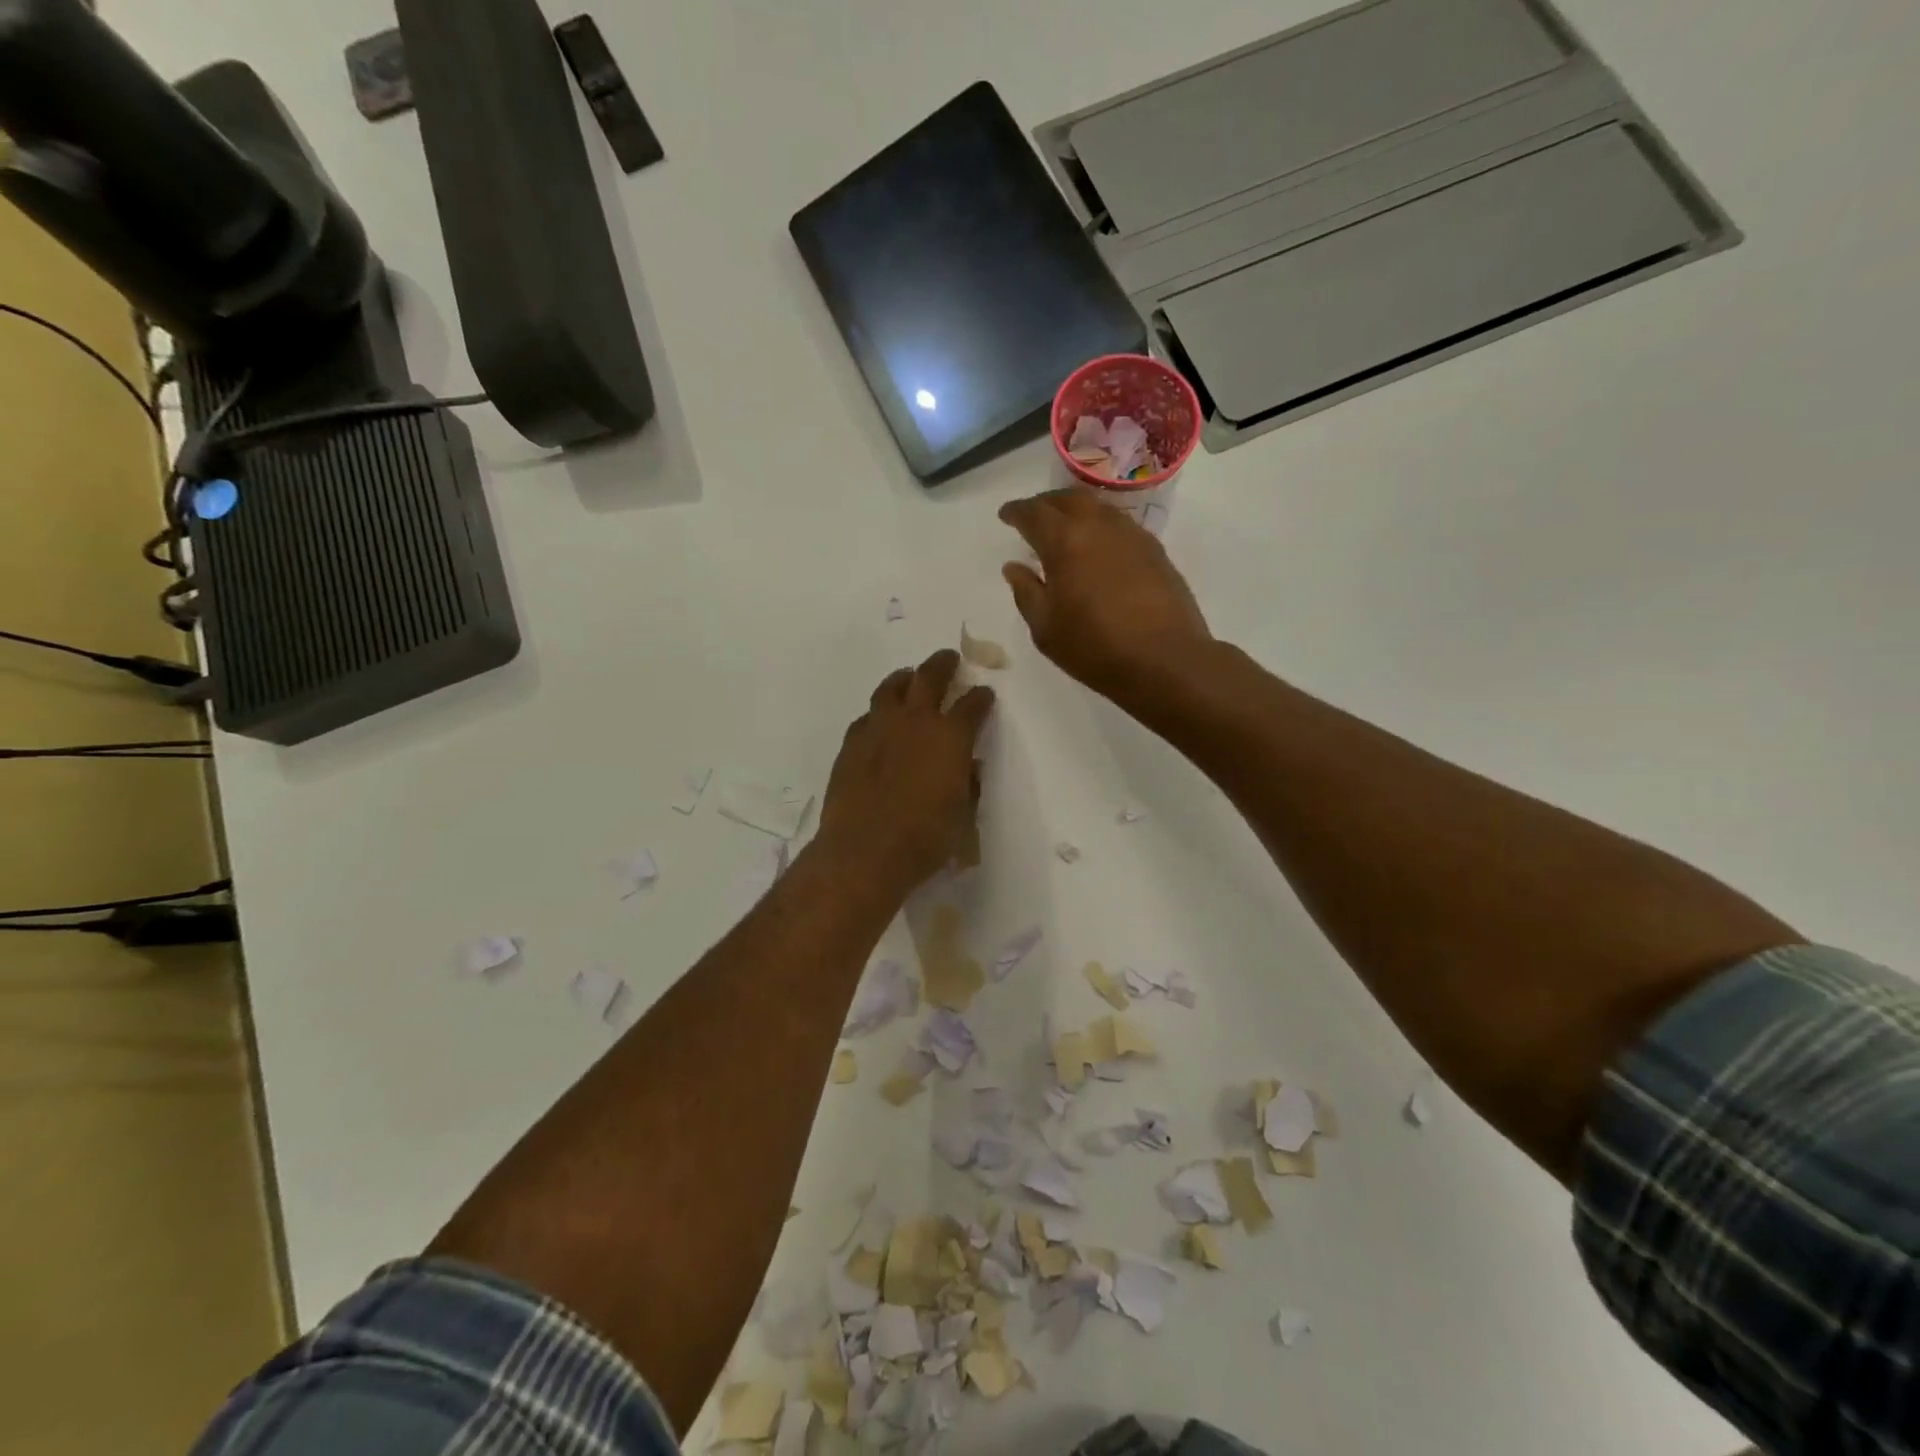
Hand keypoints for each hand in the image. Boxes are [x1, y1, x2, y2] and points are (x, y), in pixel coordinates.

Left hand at [818, 650, 994, 890]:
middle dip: (943, 664)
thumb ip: (968, 785)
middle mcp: (916, 721)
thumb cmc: (925, 839)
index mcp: (951, 737)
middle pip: (930, 676)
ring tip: (909, 677)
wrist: (865, 851)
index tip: (984, 695)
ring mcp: (879, 728)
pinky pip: (867, 716)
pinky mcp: (851, 743)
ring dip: (905, 678)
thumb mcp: (963, 816)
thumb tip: (968, 768)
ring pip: (892, 687)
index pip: (973, 704)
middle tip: (949, 659)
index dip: (981, 697)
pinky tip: (879, 721)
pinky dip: (878, 713)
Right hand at [999, 490, 1212, 704]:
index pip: (1034, 513)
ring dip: (1075, 511)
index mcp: (1065, 541)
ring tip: (1065, 529)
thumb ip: (1026, 592)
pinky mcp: (1154, 550)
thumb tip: (1014, 567)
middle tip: (1033, 517)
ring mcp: (1131, 535)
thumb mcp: (1045, 628)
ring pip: (1097, 508)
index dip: (1016, 511)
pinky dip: (1100, 526)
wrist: (1164, 660)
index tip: (1005, 515)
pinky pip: (1119, 525)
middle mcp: (1099, 526)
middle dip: (1046, 504)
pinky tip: (1097, 547)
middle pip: (1068, 499)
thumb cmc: (1095, 648)